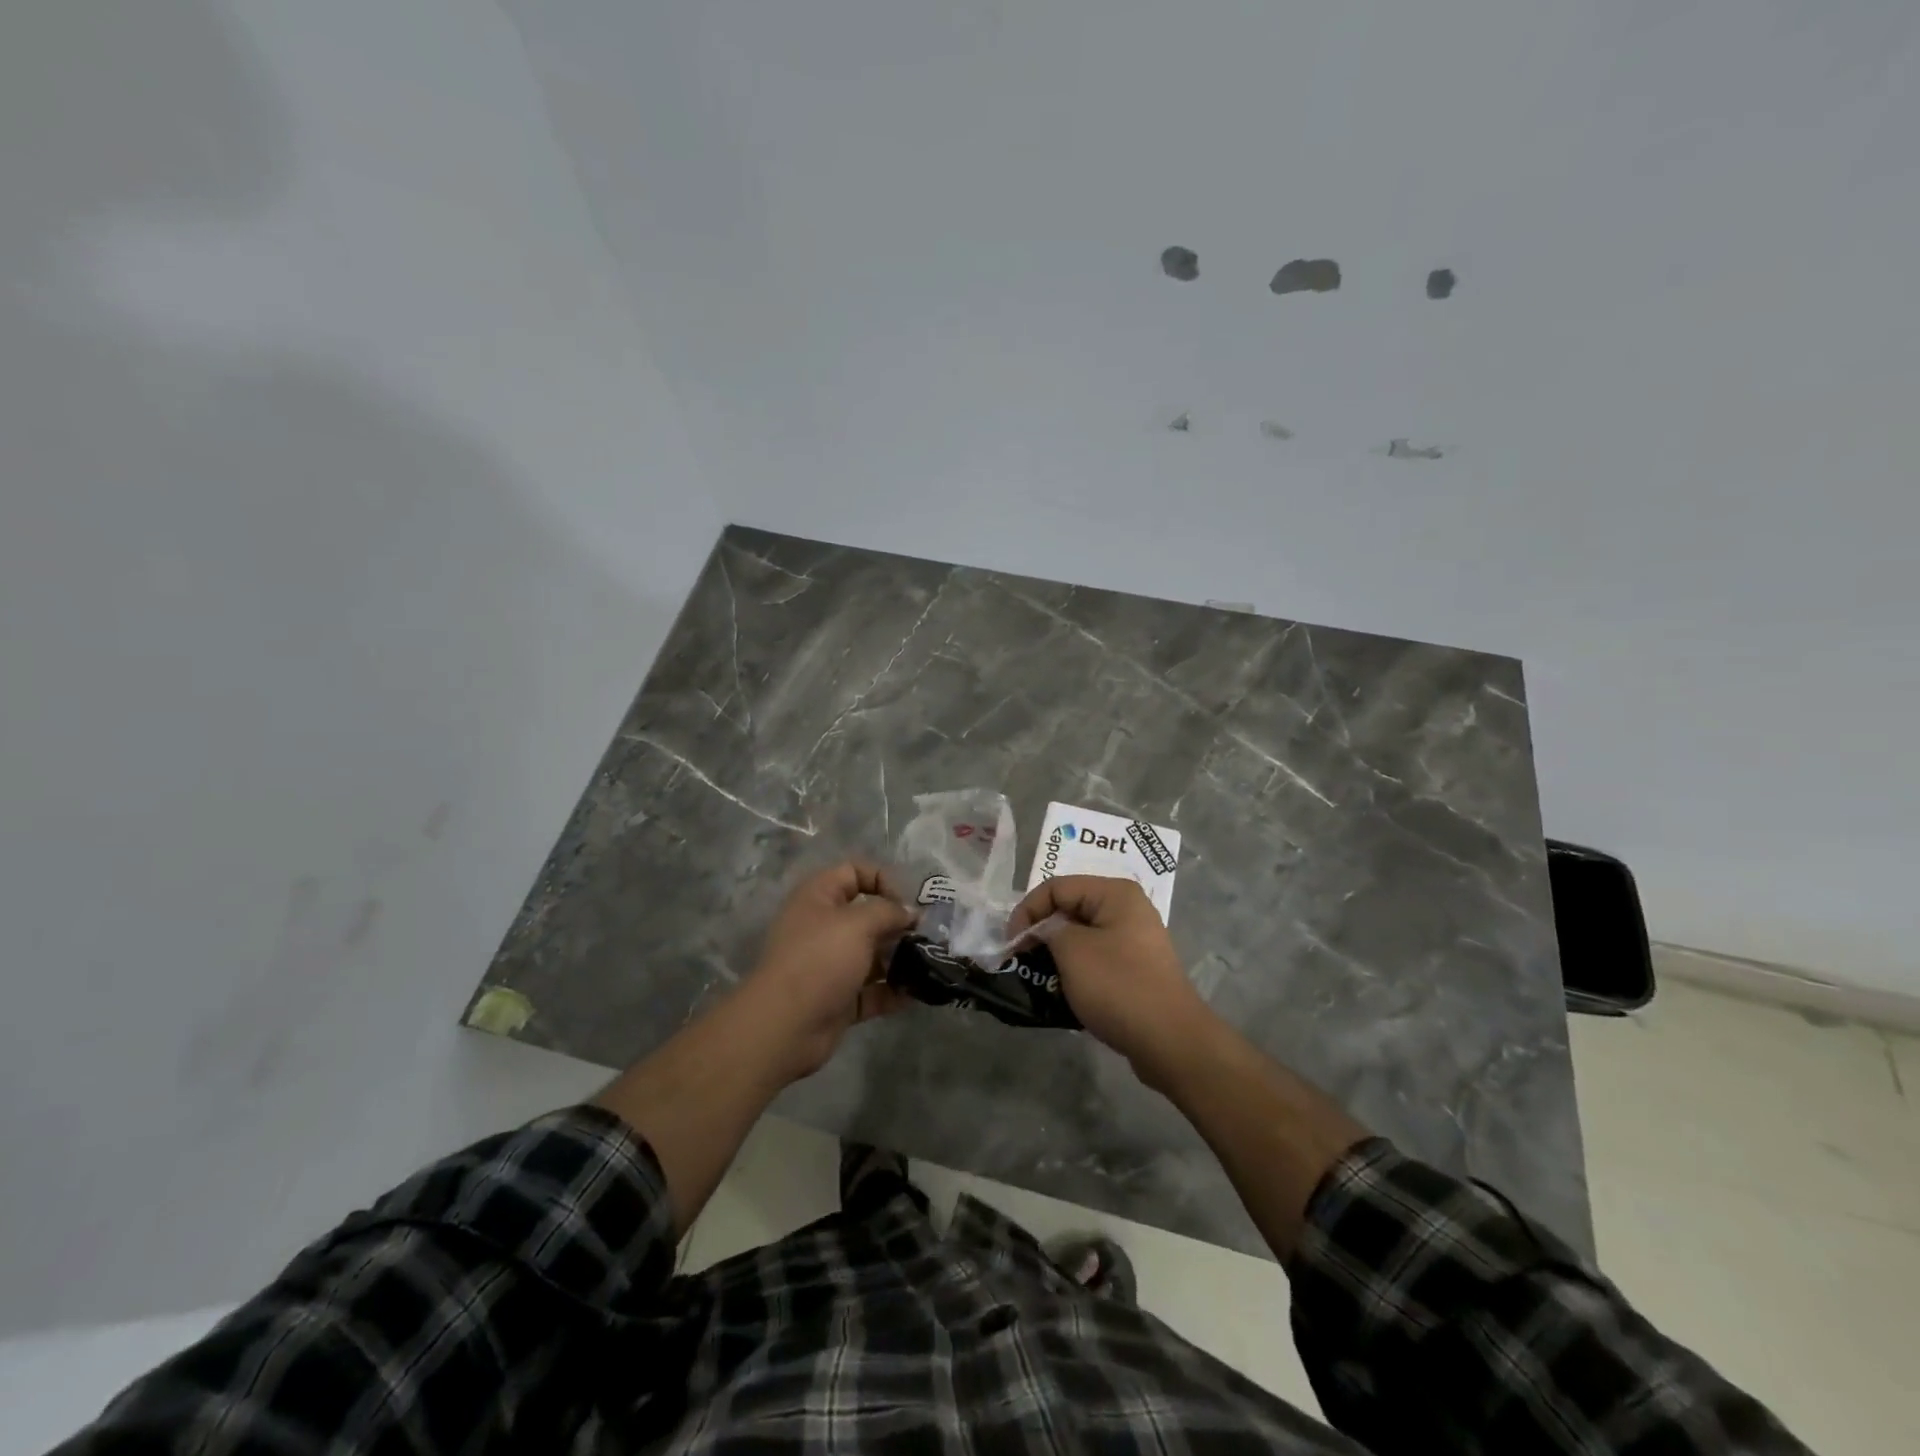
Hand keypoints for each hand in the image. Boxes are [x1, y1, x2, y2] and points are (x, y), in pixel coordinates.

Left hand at [737, 861, 915, 1081]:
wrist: (785, 1025)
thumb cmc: (820, 959)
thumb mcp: (858, 923)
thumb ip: (889, 912)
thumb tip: (910, 913)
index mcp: (819, 898)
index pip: (854, 873)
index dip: (882, 880)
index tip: (905, 904)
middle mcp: (823, 927)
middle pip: (867, 916)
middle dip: (898, 924)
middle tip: (928, 936)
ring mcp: (830, 965)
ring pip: (872, 955)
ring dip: (900, 959)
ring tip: (928, 964)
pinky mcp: (839, 999)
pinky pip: (872, 990)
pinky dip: (893, 991)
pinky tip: (917, 993)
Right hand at [1007, 875, 1212, 1077]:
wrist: (1170, 1041)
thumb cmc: (1118, 986)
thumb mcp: (1072, 951)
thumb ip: (1047, 930)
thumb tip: (1043, 932)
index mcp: (1115, 894)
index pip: (1057, 887)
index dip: (1028, 911)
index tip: (1011, 944)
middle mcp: (1127, 909)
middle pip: (1069, 909)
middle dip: (1041, 932)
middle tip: (1019, 959)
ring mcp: (1134, 941)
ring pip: (1081, 937)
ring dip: (1056, 954)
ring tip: (1037, 977)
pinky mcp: (1135, 969)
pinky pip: (1095, 959)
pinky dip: (1075, 971)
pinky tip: (1062, 991)